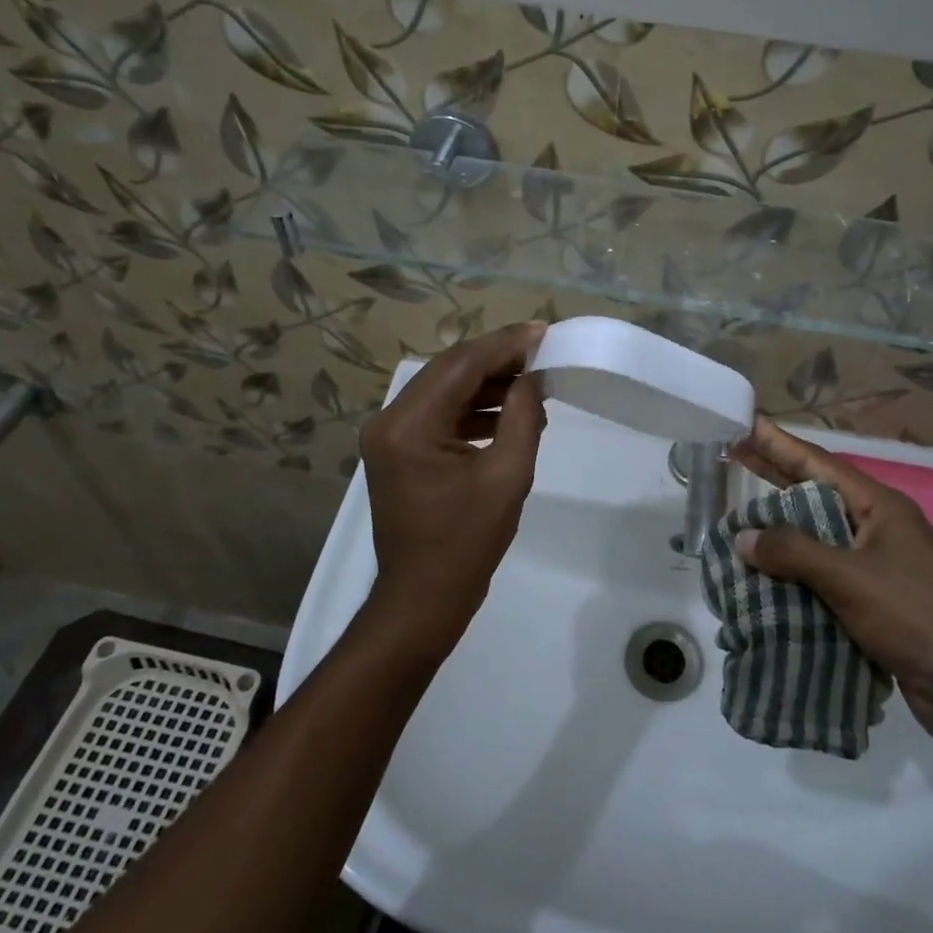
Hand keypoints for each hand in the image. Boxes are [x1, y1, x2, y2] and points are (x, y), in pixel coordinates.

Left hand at [356, 322, 547, 659]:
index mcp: (408, 426)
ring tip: (534, 382)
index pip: (461, 366)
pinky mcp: (399, 451)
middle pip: (449, 371)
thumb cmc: (466, 544)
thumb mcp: (507, 477)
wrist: (423, 600)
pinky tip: (509, 413)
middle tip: (542, 351)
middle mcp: (389, 421)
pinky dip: (473, 409)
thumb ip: (522, 417)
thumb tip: (533, 377)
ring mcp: (390, 437)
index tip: (543, 332)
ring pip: (444, 390)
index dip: (504, 345)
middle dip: (497, 359)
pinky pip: (440, 415)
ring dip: (487, 384)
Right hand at [729, 418, 932, 751]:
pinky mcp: (874, 602)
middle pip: (817, 495)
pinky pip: (823, 577)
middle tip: (735, 458)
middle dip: (776, 478)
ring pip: (818, 539)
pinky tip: (764, 577)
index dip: (781, 444)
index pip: (820, 464)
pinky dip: (794, 574)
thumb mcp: (850, 577)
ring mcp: (878, 566)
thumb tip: (743, 537)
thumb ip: (794, 552)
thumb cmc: (915, 615)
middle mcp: (878, 529)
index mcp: (880, 507)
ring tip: (740, 519)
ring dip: (781, 532)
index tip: (749, 424)